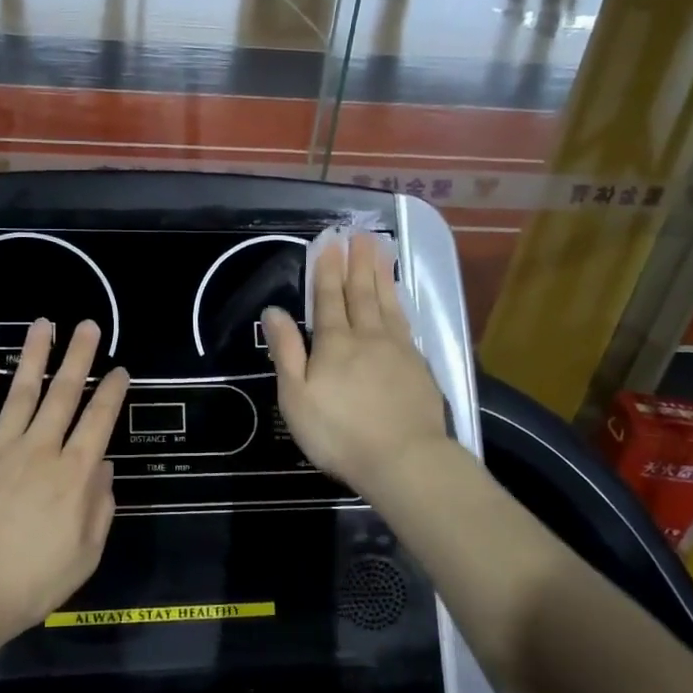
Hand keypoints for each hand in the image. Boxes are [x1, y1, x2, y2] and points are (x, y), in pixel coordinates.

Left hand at [0, 319, 129, 638]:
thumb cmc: (31, 583)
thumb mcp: (85, 555)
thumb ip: (100, 507)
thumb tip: (103, 467)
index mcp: (73, 475)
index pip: (99, 421)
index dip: (112, 392)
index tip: (120, 369)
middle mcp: (40, 450)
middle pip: (63, 394)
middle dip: (79, 357)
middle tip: (88, 325)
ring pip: (20, 392)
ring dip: (33, 356)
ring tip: (44, 325)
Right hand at [263, 233, 451, 499]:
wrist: (404, 460)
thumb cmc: (339, 433)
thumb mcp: (296, 397)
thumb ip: (286, 351)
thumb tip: (273, 311)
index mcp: (334, 344)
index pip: (328, 299)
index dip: (327, 269)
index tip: (330, 241)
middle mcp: (368, 337)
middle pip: (361, 293)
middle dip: (357, 262)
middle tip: (359, 232)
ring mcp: (398, 350)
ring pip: (387, 303)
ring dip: (381, 274)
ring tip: (381, 249)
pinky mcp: (418, 366)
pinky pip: (405, 323)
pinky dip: (400, 303)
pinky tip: (399, 298)